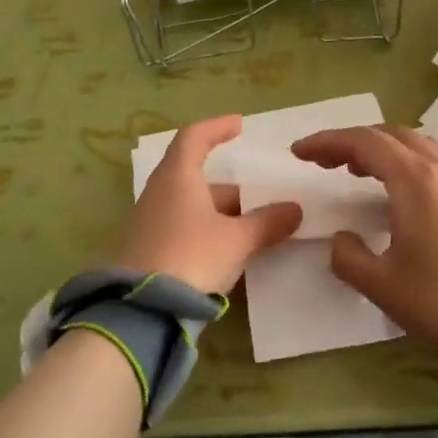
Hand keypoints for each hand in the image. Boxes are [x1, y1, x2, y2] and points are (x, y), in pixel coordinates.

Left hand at [116, 115, 301, 295]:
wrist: (141, 312)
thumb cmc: (192, 258)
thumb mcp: (237, 240)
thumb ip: (267, 223)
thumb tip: (295, 209)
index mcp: (177, 177)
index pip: (194, 137)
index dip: (217, 127)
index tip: (239, 126)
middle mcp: (158, 193)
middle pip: (196, 177)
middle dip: (230, 188)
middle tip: (260, 200)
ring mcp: (149, 223)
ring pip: (190, 205)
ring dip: (220, 213)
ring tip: (252, 230)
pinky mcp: (146, 251)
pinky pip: (182, 228)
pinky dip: (206, 230)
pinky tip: (228, 252)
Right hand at [289, 125, 437, 352]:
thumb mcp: (379, 283)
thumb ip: (347, 256)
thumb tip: (343, 239)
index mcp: (415, 180)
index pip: (364, 142)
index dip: (328, 142)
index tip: (299, 152)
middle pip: (389, 134)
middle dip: (351, 141)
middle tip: (323, 162)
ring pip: (414, 142)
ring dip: (380, 147)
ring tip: (355, 169)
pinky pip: (431, 157)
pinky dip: (403, 158)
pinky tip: (394, 185)